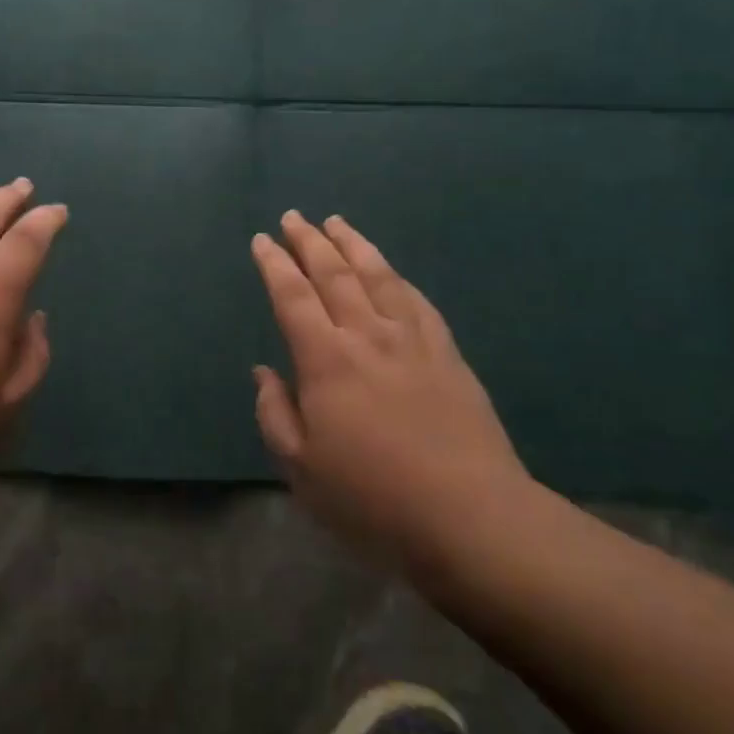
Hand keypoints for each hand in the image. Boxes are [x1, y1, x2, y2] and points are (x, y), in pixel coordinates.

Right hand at [251, 210, 531, 568]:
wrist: (471, 516)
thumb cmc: (373, 498)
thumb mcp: (302, 469)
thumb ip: (275, 414)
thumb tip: (264, 371)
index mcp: (326, 360)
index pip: (292, 295)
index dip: (275, 264)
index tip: (262, 240)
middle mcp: (367, 335)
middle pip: (334, 273)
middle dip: (310, 241)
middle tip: (294, 217)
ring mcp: (413, 340)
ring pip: (378, 275)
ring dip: (353, 245)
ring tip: (337, 223)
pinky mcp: (447, 353)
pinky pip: (417, 300)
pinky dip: (397, 277)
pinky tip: (390, 271)